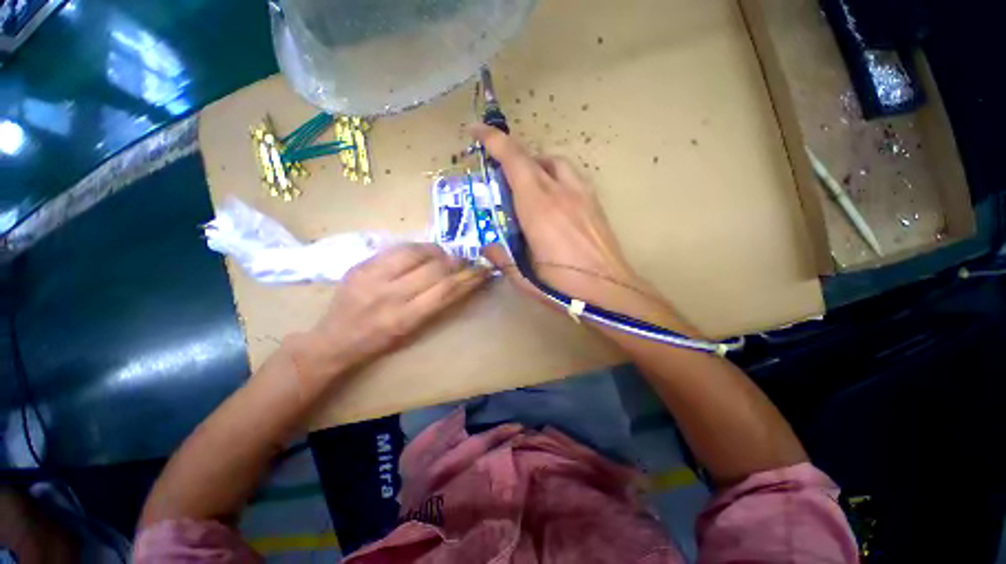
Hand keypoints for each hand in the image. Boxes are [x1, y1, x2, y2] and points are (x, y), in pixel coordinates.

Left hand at [286, 243, 489, 387]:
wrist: (334, 339)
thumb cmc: (379, 342)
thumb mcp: (411, 332)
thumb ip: (435, 306)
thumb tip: (458, 282)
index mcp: (405, 318)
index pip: (446, 290)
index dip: (469, 278)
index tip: (483, 270)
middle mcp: (390, 295)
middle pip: (435, 269)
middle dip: (457, 262)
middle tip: (466, 261)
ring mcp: (373, 277)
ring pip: (416, 253)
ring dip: (438, 252)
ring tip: (444, 256)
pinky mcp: (361, 265)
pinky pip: (397, 248)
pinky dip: (417, 248)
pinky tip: (423, 252)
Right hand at [470, 124, 671, 322]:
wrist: (610, 291)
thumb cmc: (563, 287)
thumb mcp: (523, 277)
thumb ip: (501, 258)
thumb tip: (487, 246)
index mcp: (538, 207)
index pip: (513, 160)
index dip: (493, 140)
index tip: (476, 130)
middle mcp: (560, 192)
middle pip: (533, 156)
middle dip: (511, 155)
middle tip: (499, 173)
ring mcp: (582, 195)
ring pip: (555, 162)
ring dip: (535, 164)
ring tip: (527, 185)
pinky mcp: (595, 203)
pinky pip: (571, 176)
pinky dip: (555, 176)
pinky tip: (553, 199)